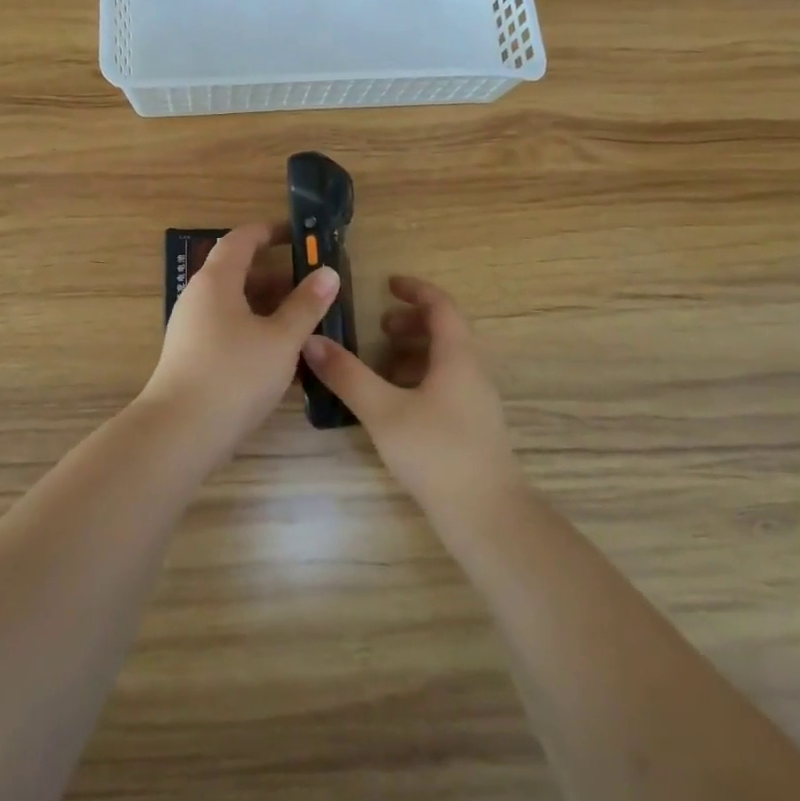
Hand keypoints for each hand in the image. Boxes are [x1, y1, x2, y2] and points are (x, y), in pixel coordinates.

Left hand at [140, 223, 340, 455]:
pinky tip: (283, 356)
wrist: (179, 433)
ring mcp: (193, 328)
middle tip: (313, 286)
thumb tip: (328, 272)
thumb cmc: (234, 375)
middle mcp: (199, 297)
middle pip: (239, 273)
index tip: (298, 234)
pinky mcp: (193, 356)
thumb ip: (306, 304)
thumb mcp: (281, 339)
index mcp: (217, 281)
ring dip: (269, 307)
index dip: (270, 232)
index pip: (242, 239)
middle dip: (277, 276)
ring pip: (236, 305)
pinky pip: (229, 329)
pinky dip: (256, 331)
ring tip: (305, 322)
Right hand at [301, 276, 522, 514]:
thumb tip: (312, 341)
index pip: (441, 306)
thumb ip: (348, 376)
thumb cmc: (436, 454)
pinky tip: (394, 403)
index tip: (387, 284)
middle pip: (445, 331)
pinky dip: (418, 379)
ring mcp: (475, 401)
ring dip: (413, 352)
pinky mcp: (471, 427)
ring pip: (445, 361)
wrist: (487, 516)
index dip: (416, 290)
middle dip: (410, 323)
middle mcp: (472, 372)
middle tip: (378, 328)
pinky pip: (445, 385)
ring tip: (379, 365)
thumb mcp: (384, 412)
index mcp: (457, 357)